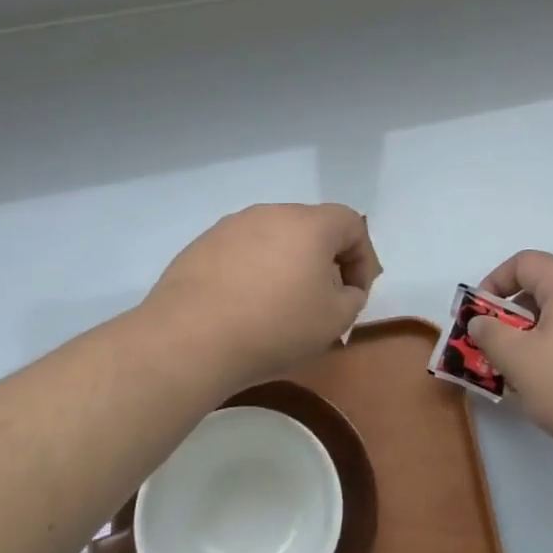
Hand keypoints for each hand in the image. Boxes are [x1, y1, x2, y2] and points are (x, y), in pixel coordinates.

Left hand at [141, 204, 381, 388]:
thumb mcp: (335, 321)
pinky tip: (241, 307)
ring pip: (273, 239)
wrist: (189, 339)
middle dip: (323, 260)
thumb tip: (343, 288)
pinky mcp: (200, 245)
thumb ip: (352, 297)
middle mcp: (271, 213)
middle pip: (311, 228)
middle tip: (320, 300)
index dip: (362, 258)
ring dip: (285, 265)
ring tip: (277, 305)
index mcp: (310, 224)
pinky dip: (251, 272)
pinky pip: (240, 252)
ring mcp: (231, 226)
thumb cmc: (275, 326)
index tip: (353, 294)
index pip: (351, 224)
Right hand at [467, 251, 552, 466]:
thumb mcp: (518, 360)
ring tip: (518, 374)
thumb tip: (482, 322)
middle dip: (511, 316)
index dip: (495, 282)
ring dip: (532, 339)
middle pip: (543, 289)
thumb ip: (490, 334)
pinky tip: (550, 388)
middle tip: (495, 348)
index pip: (525, 262)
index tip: (480, 315)